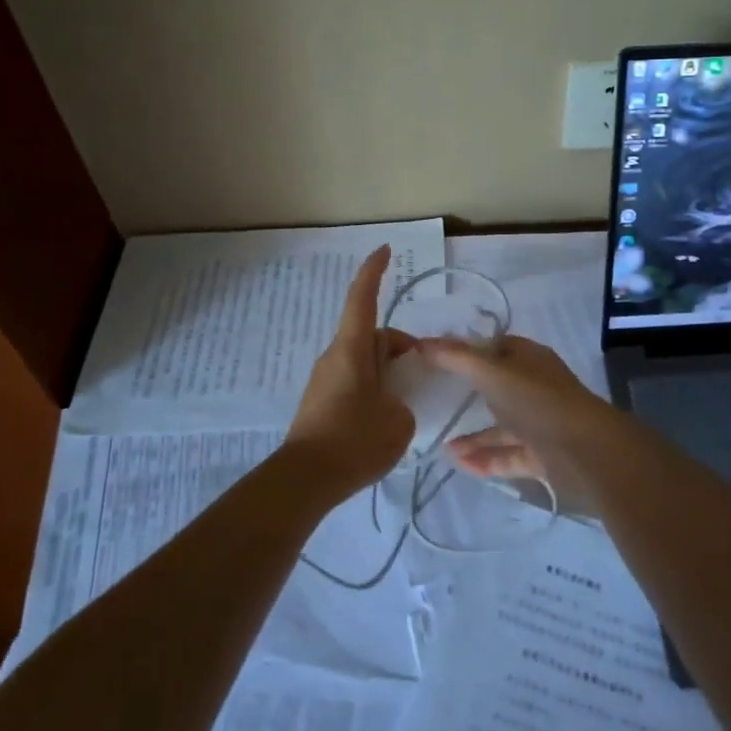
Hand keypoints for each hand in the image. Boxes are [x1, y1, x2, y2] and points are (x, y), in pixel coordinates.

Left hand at [284, 247, 416, 498]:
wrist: (305, 480)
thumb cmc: (355, 440)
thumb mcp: (398, 420)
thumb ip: (403, 402)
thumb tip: (393, 403)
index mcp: (352, 350)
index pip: (362, 299)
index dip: (373, 272)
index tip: (384, 250)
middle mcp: (335, 357)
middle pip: (371, 336)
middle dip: (399, 346)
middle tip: (424, 371)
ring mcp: (325, 380)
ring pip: (364, 361)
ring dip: (388, 370)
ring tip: (408, 400)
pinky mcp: (321, 403)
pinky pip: (354, 382)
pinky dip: (374, 388)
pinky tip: (386, 418)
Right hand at [419, 334, 617, 487]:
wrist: (586, 452)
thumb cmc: (538, 401)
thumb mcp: (492, 372)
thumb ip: (456, 358)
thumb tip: (421, 342)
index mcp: (530, 360)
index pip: (497, 347)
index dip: (468, 350)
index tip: (437, 359)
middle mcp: (536, 388)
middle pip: (498, 387)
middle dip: (468, 394)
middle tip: (434, 400)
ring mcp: (541, 423)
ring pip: (502, 428)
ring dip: (473, 436)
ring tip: (440, 445)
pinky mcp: (542, 456)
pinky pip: (508, 456)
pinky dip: (485, 459)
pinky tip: (459, 463)